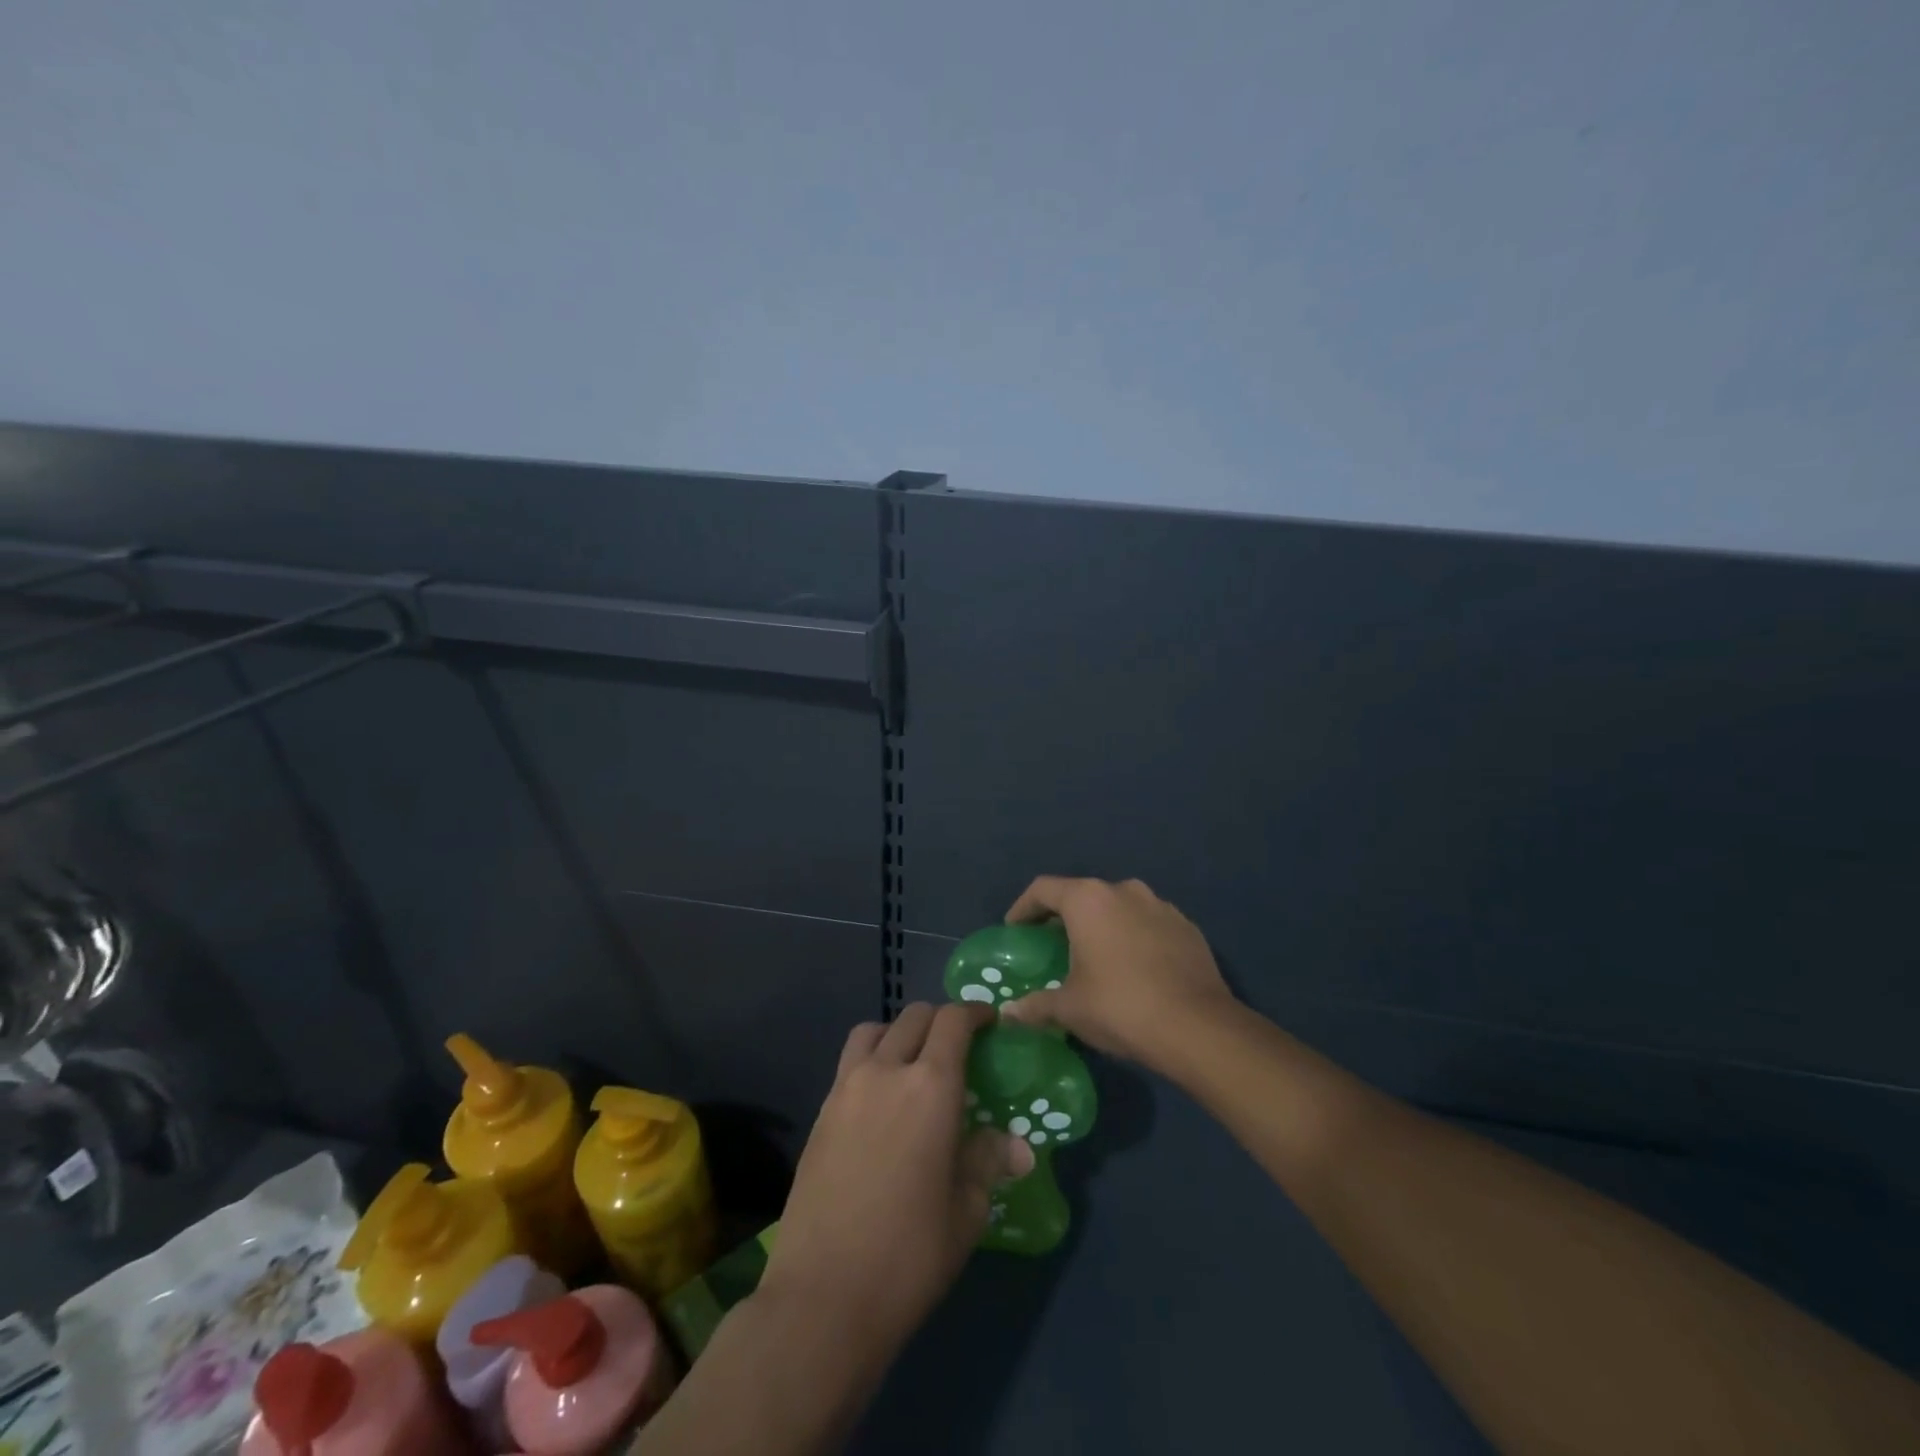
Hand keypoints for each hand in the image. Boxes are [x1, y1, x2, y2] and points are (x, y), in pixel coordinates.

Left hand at [760, 1002, 1035, 1354]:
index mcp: (931, 1087)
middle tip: (957, 1046)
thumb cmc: (908, 1255)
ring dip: (899, 1033)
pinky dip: (871, 1060)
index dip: (974, 1013)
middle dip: (940, 1020)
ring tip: (912, 1064)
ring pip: (874, 1031)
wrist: (822, 1296)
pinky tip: (881, 1101)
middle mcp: (886, 1071)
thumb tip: (1018, 1147)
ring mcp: (846, 1088)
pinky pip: (850, 1063)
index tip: (989, 1021)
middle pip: (914, 1017)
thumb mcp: (965, 1213)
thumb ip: (987, 1163)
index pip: (953, 1021)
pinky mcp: (820, 1112)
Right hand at [999, 876, 1235, 1071]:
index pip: (1043, 889)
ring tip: (1096, 958)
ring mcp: (1160, 905)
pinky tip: (1134, 969)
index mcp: (1088, 900)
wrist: (1198, 1027)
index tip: (1015, 930)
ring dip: (1103, 926)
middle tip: (1052, 947)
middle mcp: (1124, 890)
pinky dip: (1134, 938)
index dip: (1023, 908)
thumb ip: (1035, 1005)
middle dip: (1064, 918)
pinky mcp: (1187, 926)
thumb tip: (1007, 1014)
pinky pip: (1148, 924)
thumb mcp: (1070, 1009)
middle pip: (1082, 895)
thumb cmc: (1120, 1007)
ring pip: (1119, 908)